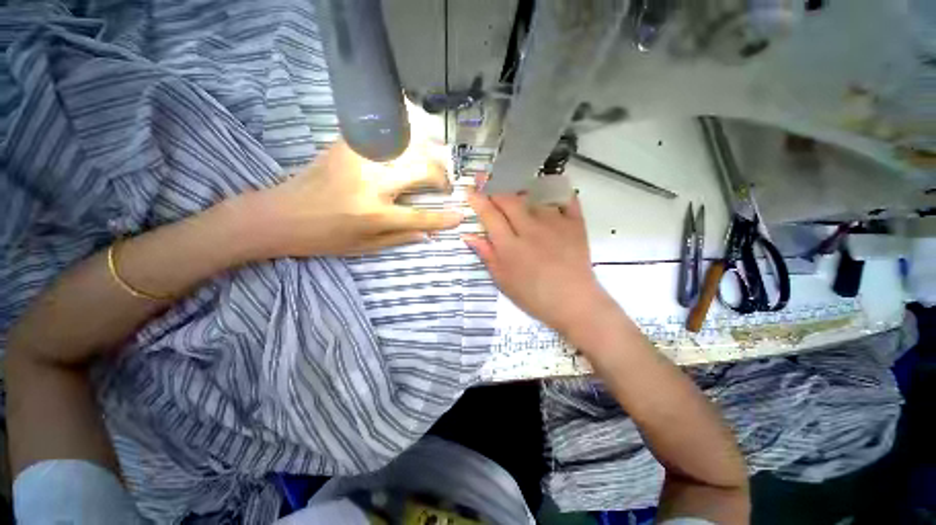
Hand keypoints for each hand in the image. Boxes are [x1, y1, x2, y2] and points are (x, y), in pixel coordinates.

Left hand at [239, 140, 462, 258]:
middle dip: (441, 177)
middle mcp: (370, 184)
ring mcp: (358, 160)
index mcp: (374, 215)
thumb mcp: (363, 248)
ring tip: (431, 164)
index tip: (460, 215)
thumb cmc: (323, 238)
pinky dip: (402, 138)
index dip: (444, 218)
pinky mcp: (345, 146)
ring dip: (426, 154)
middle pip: (421, 171)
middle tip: (444, 184)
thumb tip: (428, 234)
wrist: (278, 214)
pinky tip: (408, 146)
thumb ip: (399, 238)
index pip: (421, 217)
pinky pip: (383, 136)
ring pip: (407, 147)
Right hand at [464, 191, 616, 335]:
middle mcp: (530, 229)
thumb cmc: (534, 296)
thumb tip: (468, 236)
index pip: (490, 215)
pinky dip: (556, 194)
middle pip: (510, 201)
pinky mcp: (575, 224)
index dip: (478, 201)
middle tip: (492, 196)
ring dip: (522, 196)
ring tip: (519, 201)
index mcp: (510, 246)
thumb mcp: (503, 280)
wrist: (574, 302)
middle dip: (497, 194)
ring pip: (534, 198)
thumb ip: (487, 255)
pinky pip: (565, 199)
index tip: (471, 193)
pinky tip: (549, 196)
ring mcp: (554, 224)